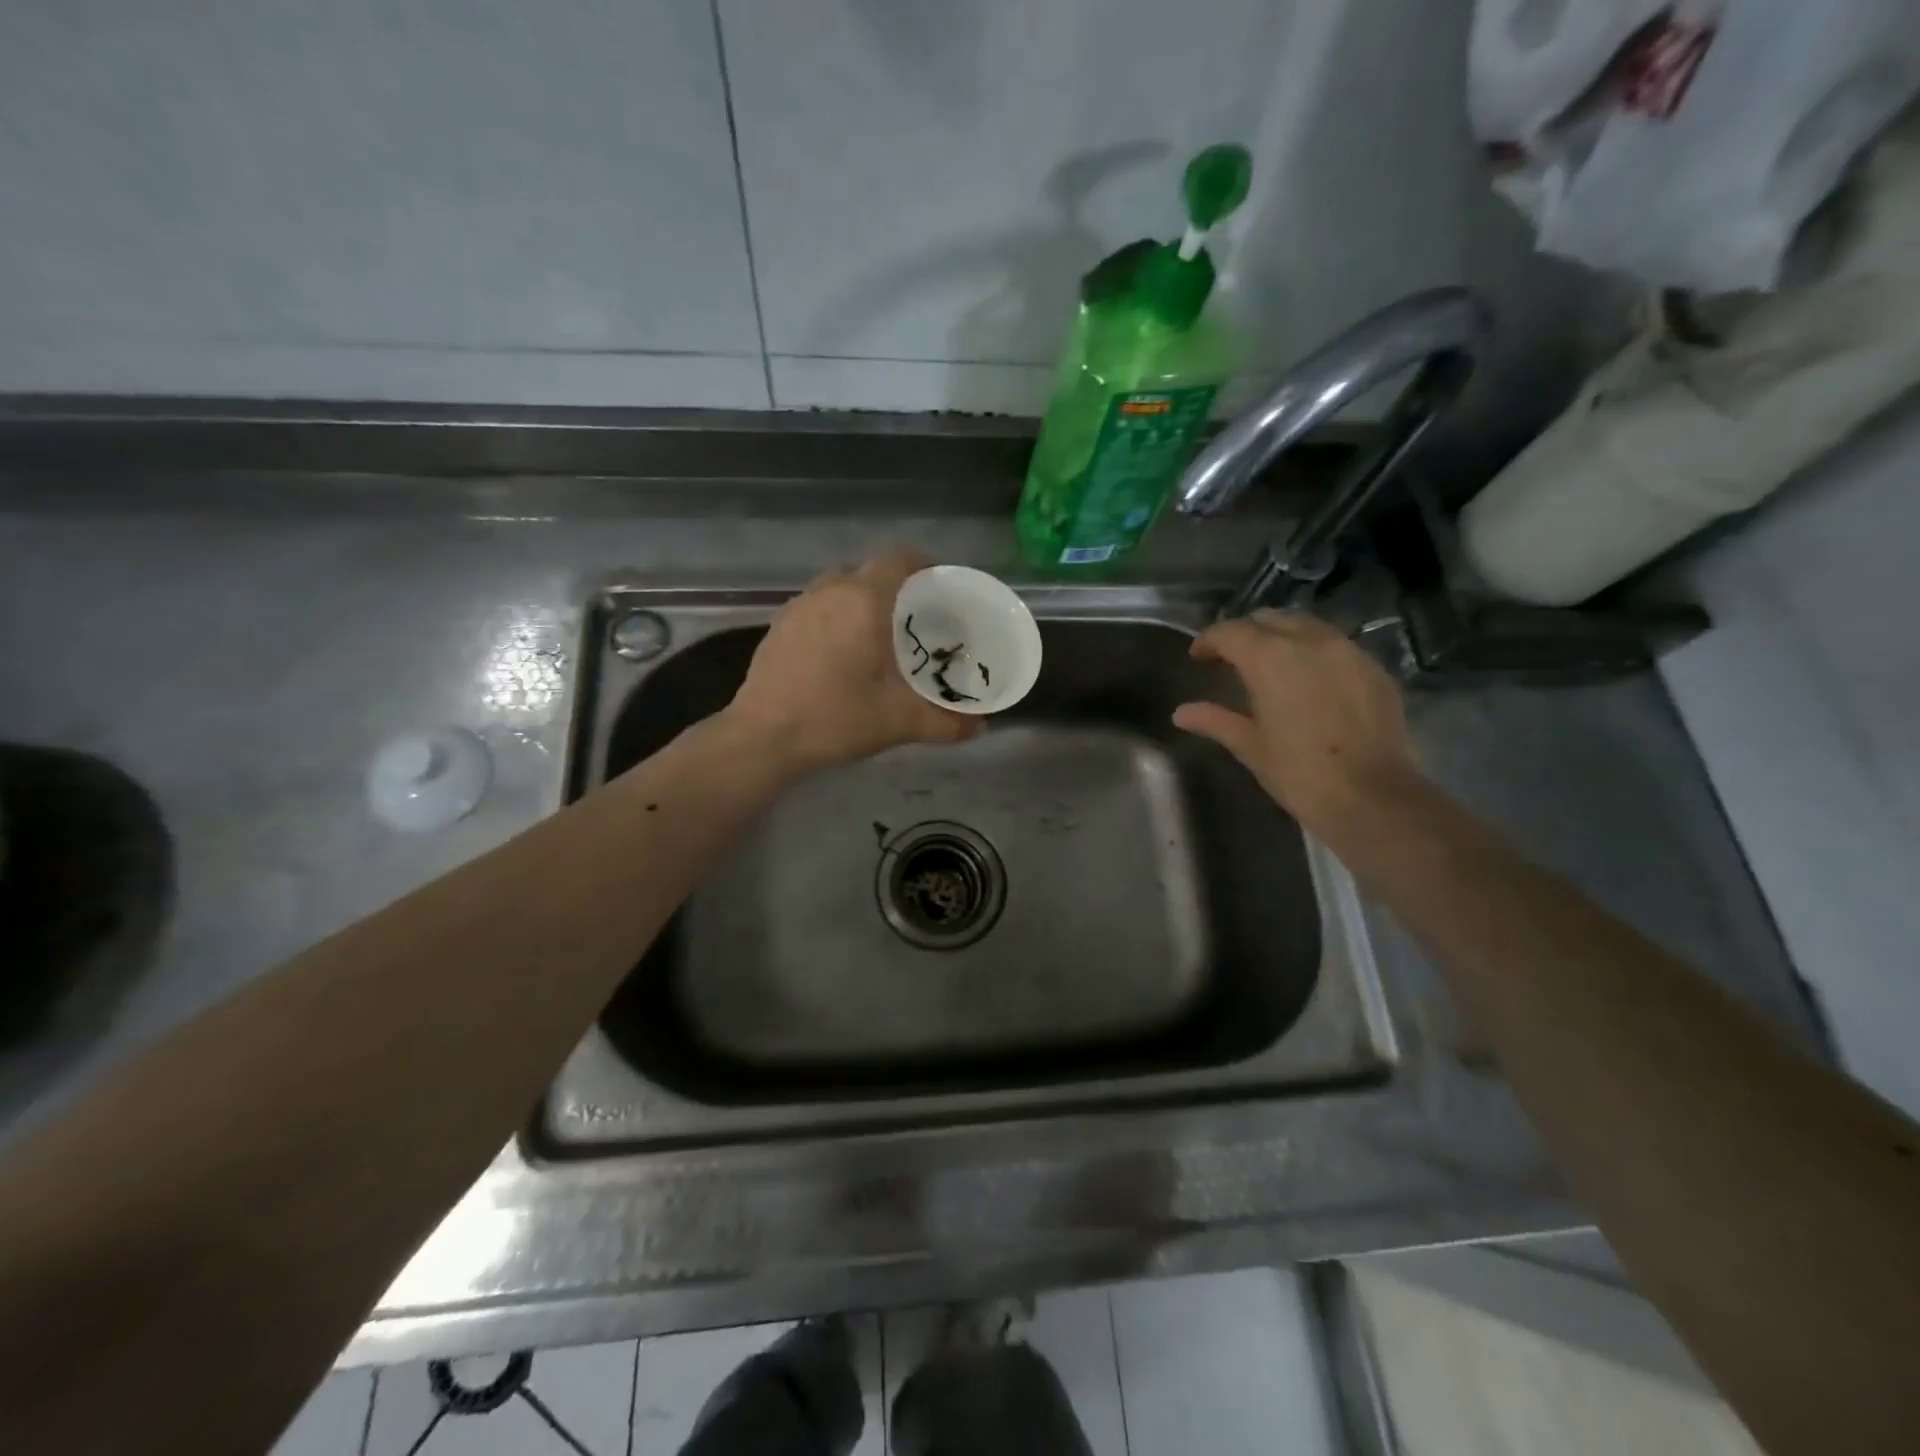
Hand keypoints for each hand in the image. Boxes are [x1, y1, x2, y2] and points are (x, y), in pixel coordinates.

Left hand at [725, 548, 982, 773]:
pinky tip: (841, 654)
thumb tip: (979, 728)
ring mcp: (797, 606)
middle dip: (895, 587)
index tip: (940, 585)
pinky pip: (816, 607)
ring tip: (878, 635)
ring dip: (861, 601)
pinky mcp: (777, 626)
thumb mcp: (899, 722)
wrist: (763, 738)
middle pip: (869, 571)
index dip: (924, 564)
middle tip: (915, 619)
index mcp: (863, 600)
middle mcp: (829, 591)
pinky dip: (835, 618)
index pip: (899, 559)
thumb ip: (945, 722)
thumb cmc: (836, 718)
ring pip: (839, 588)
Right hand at [1172, 609, 1419, 831]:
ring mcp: (1349, 652)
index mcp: (1271, 658)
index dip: (1209, 640)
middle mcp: (1311, 642)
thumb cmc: (1299, 773)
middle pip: (1270, 619)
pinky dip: (1314, 652)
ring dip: (1282, 636)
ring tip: (1270, 663)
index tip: (1198, 656)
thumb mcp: (1250, 746)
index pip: (1231, 631)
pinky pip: (1336, 646)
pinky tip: (1309, 679)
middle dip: (1246, 632)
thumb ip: (1215, 720)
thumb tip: (1181, 713)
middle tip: (1231, 657)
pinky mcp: (1375, 669)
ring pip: (1307, 626)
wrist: (1372, 798)